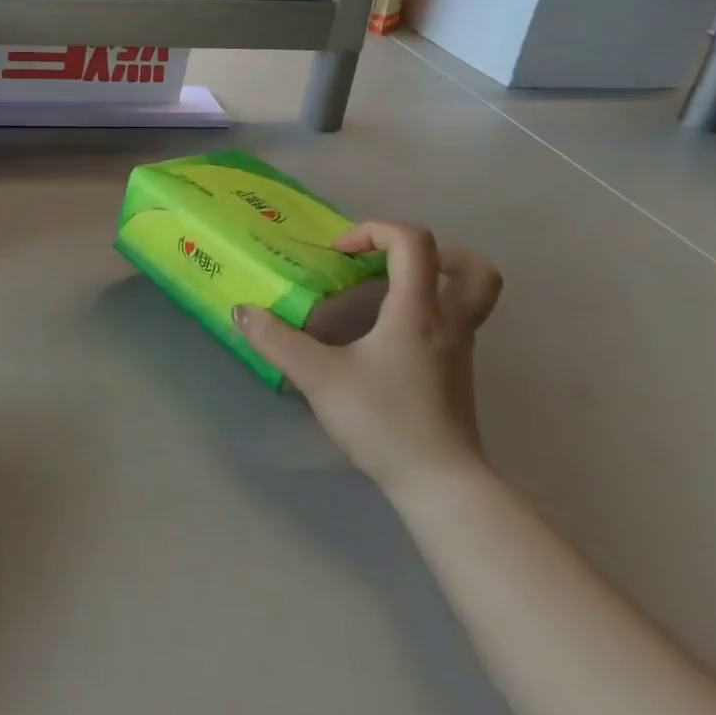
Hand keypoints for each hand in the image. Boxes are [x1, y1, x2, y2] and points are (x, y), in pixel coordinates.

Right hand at [234, 222, 502, 498]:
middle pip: (471, 266)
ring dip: (437, 279)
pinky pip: (457, 323)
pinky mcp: (459, 374)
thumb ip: (276, 341)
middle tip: (390, 261)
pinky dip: (430, 311)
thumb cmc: (383, 420)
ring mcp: (461, 350)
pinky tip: (390, 335)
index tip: (340, 253)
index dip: (374, 231)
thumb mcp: (318, 377)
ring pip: (473, 296)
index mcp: (417, 310)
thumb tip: (242, 311)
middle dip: (433, 251)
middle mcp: (449, 322)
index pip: (413, 242)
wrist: (440, 483)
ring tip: (392, 291)